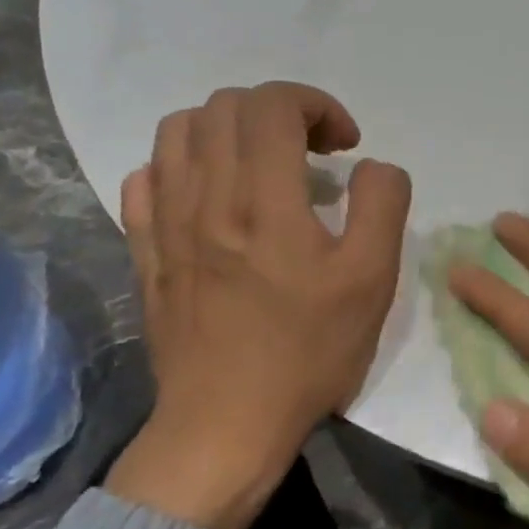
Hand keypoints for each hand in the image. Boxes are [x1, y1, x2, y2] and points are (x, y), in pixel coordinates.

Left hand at [104, 83, 409, 528]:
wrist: (227, 424)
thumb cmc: (308, 352)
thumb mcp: (372, 280)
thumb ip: (383, 205)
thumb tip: (371, 166)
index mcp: (265, 201)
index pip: (273, 104)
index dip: (317, 105)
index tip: (345, 144)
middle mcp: (206, 197)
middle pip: (227, 106)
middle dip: (280, 111)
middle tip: (312, 152)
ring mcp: (166, 223)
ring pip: (179, 131)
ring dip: (229, 129)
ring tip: (262, 165)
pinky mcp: (145, 252)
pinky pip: (146, 178)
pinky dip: (182, 165)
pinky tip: (211, 195)